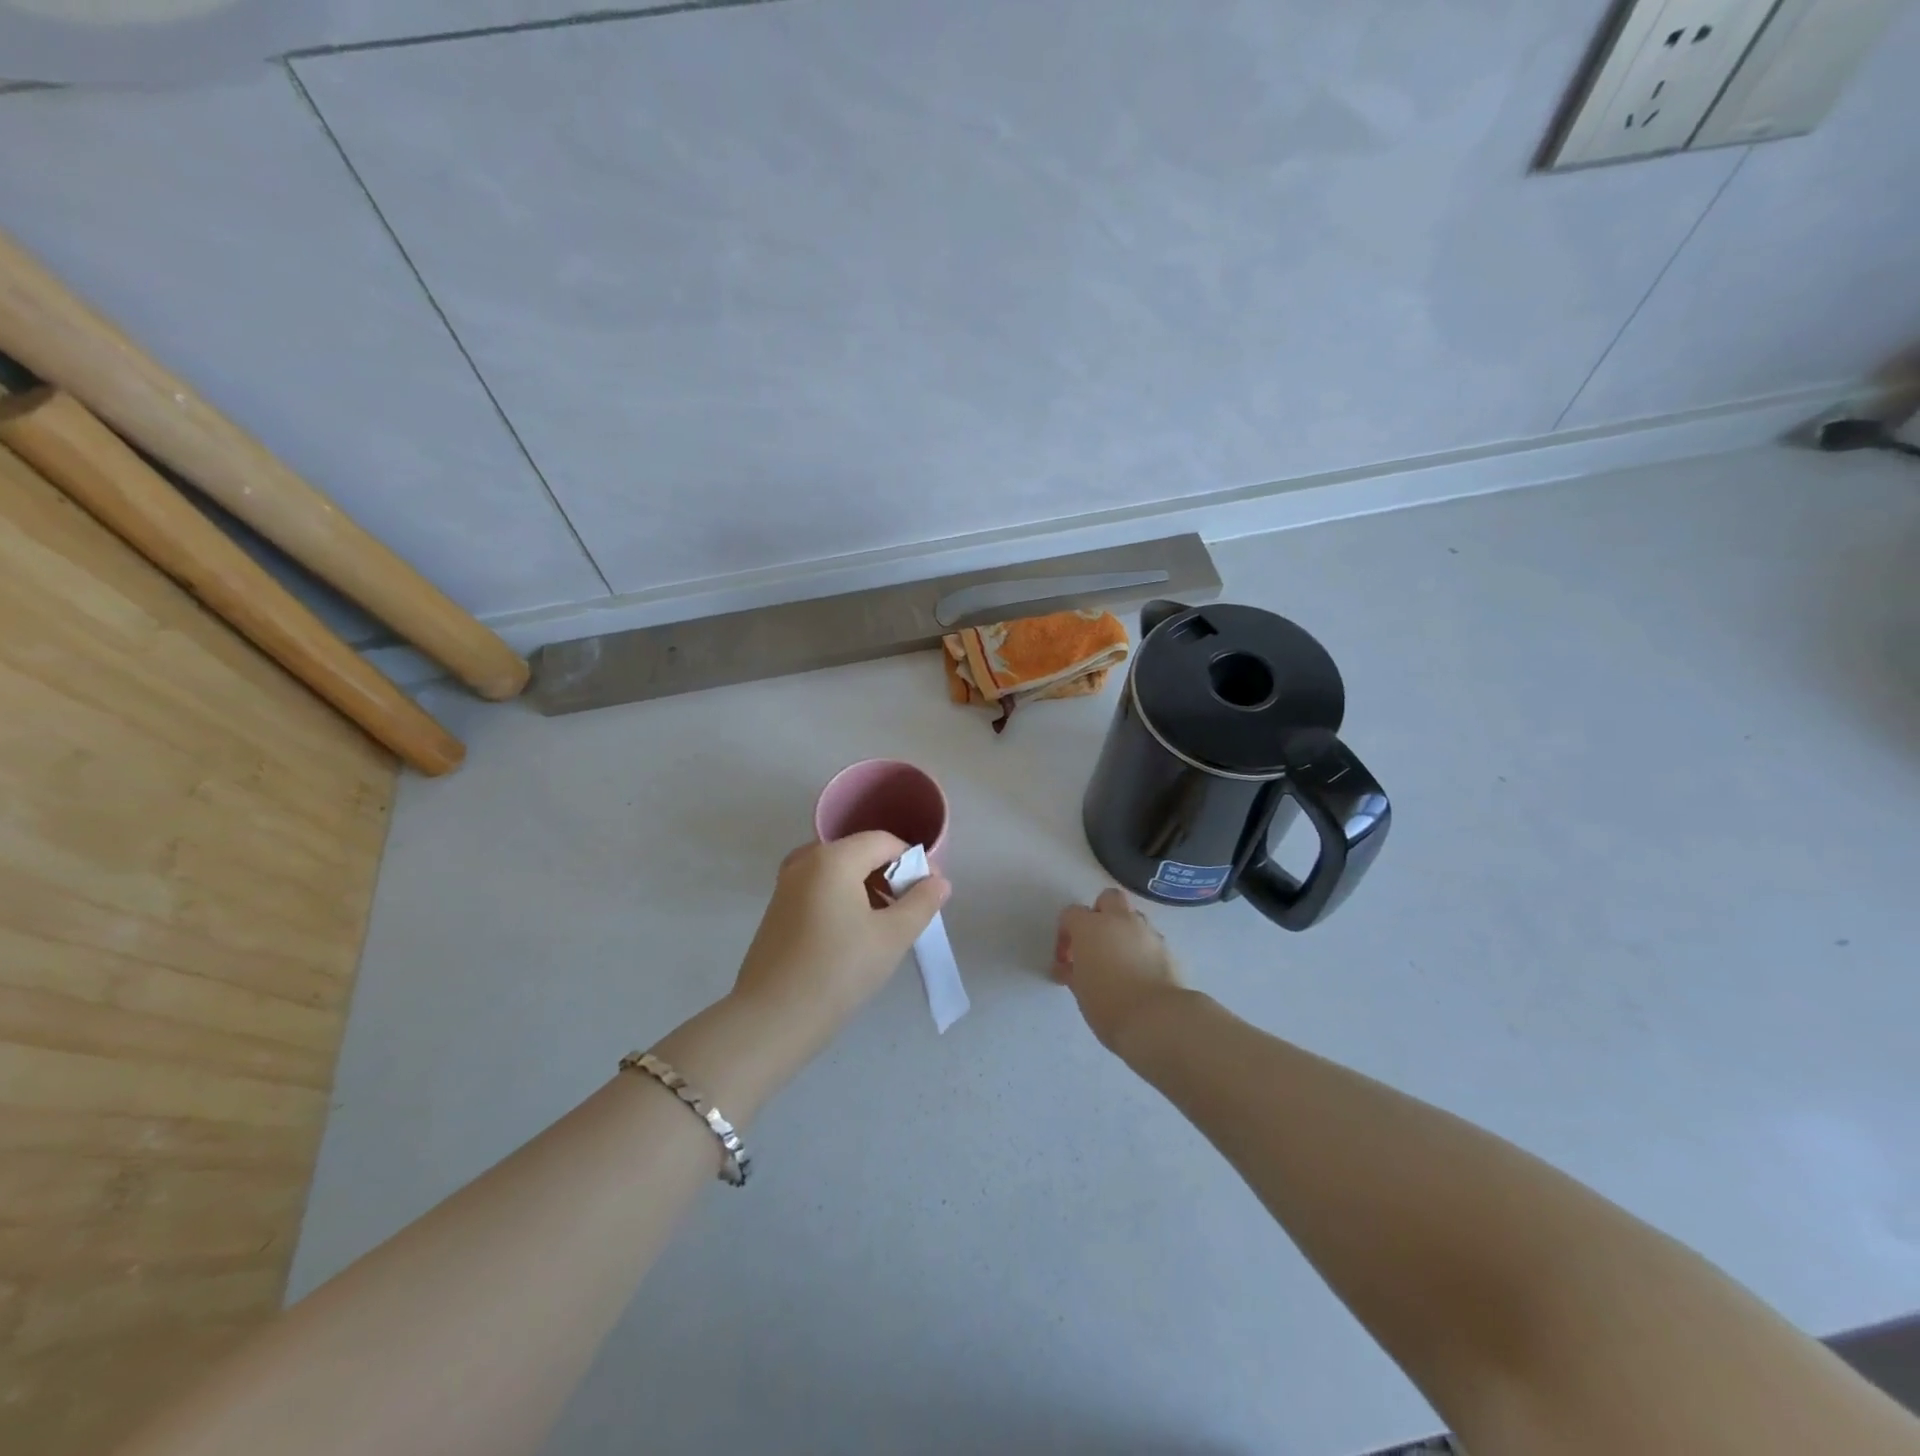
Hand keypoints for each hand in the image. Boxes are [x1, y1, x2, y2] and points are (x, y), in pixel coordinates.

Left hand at [731, 832, 949, 1047]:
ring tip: (888, 926)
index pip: (884, 842)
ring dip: (869, 889)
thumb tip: (938, 882)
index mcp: (832, 858)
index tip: (932, 893)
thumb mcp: (892, 937)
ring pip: (840, 872)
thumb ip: (921, 903)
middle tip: (912, 911)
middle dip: (891, 876)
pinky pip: (821, 889)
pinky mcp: (778, 909)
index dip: (914, 862)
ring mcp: (787, 884)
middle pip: (860, 853)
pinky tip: (856, 935)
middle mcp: (805, 861)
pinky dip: (845, 900)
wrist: (771, 1020)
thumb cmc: (838, 971)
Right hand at [1053, 888, 1185, 1051]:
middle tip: (1095, 942)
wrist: (1157, 1018)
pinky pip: (1149, 938)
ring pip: (1132, 917)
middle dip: (1100, 913)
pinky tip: (1138, 972)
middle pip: (1108, 898)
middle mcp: (1119, 920)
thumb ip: (1071, 971)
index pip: (1071, 913)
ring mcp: (1146, 931)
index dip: (1065, 933)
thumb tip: (1065, 968)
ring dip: (1122, 930)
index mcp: (1090, 926)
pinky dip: (1141, 948)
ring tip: (1118, 960)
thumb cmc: (1108, 1004)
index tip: (1066, 958)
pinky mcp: (1167, 948)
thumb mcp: (1080, 990)